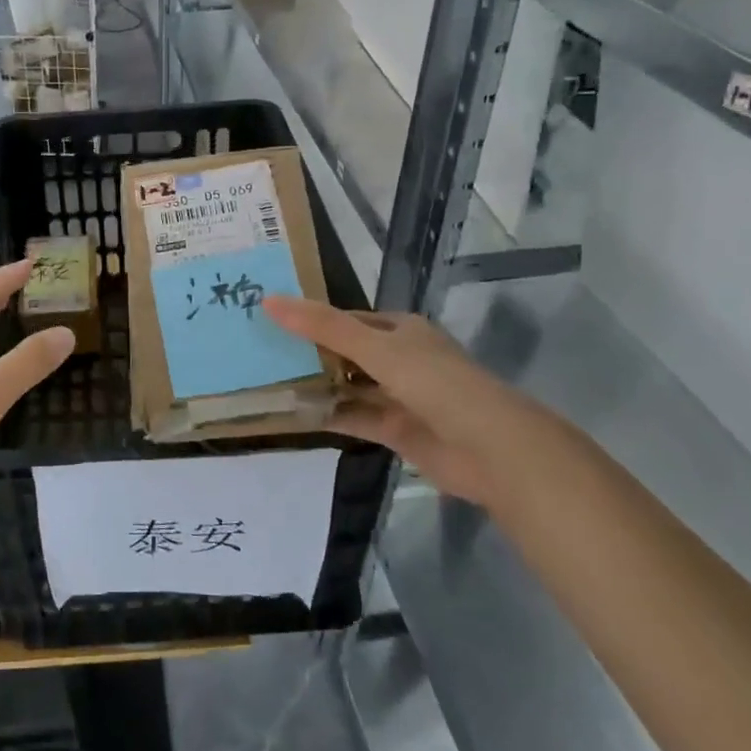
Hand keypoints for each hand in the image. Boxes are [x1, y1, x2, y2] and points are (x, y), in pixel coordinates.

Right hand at [263, 296, 568, 505]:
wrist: (491, 449)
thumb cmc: (434, 383)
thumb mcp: (375, 347)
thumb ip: (323, 327)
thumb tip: (269, 301)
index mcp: (400, 330)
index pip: (347, 319)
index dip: (311, 318)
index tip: (269, 320)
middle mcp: (400, 359)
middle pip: (346, 353)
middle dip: (309, 353)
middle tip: (259, 351)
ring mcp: (399, 396)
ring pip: (349, 386)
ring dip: (317, 386)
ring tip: (268, 382)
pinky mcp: (397, 431)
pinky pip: (355, 418)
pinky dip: (329, 415)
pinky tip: (294, 414)